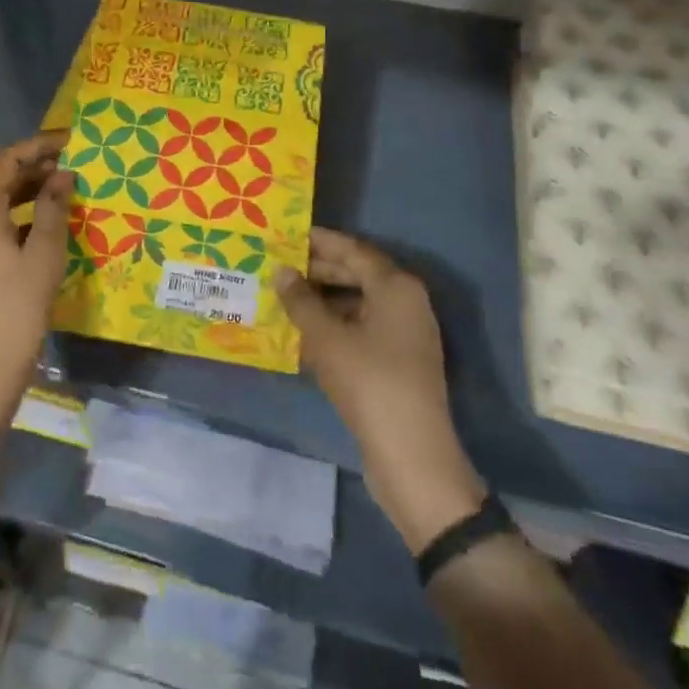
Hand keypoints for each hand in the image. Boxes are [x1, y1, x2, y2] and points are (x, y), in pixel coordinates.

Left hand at [0, 131, 74, 427]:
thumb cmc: (18, 305)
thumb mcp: (45, 253)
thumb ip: (54, 208)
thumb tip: (63, 175)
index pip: (3, 161)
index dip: (35, 147)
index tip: (68, 143)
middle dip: (34, 168)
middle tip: (72, 165)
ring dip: (29, 191)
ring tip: (65, 190)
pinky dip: (21, 215)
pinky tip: (48, 223)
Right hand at [274, 230, 486, 550]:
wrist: (410, 453)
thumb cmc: (368, 381)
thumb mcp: (327, 337)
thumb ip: (301, 300)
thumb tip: (281, 272)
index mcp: (396, 286)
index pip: (353, 250)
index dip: (319, 241)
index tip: (287, 235)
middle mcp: (406, 302)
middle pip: (357, 274)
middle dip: (318, 271)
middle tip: (279, 266)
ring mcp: (405, 334)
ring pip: (358, 304)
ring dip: (322, 301)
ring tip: (283, 299)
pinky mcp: (398, 362)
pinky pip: (362, 329)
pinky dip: (334, 327)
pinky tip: (303, 335)